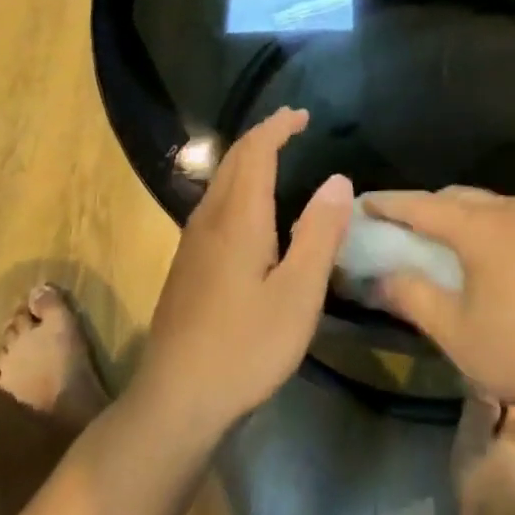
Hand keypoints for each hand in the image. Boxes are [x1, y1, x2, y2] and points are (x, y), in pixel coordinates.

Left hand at [136, 109, 351, 436]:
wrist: (175, 398)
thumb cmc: (245, 347)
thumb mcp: (298, 294)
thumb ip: (320, 234)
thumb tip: (339, 180)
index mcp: (238, 218)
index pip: (256, 151)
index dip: (278, 127)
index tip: (303, 115)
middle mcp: (210, 218)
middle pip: (234, 159)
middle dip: (263, 135)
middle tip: (294, 127)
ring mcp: (192, 241)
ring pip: (220, 180)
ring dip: (248, 158)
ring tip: (277, 157)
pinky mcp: (187, 263)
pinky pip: (214, 202)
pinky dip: (238, 184)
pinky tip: (251, 209)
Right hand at [365, 187, 514, 414]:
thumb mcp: (454, 332)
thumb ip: (412, 296)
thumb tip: (380, 276)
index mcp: (481, 228)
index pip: (422, 206)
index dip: (388, 204)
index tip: (362, 203)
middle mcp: (511, 209)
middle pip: (454, 198)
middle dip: (422, 208)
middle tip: (396, 227)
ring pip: (484, 204)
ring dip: (456, 214)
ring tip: (437, 238)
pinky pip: (510, 215)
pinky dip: (486, 223)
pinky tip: (484, 250)